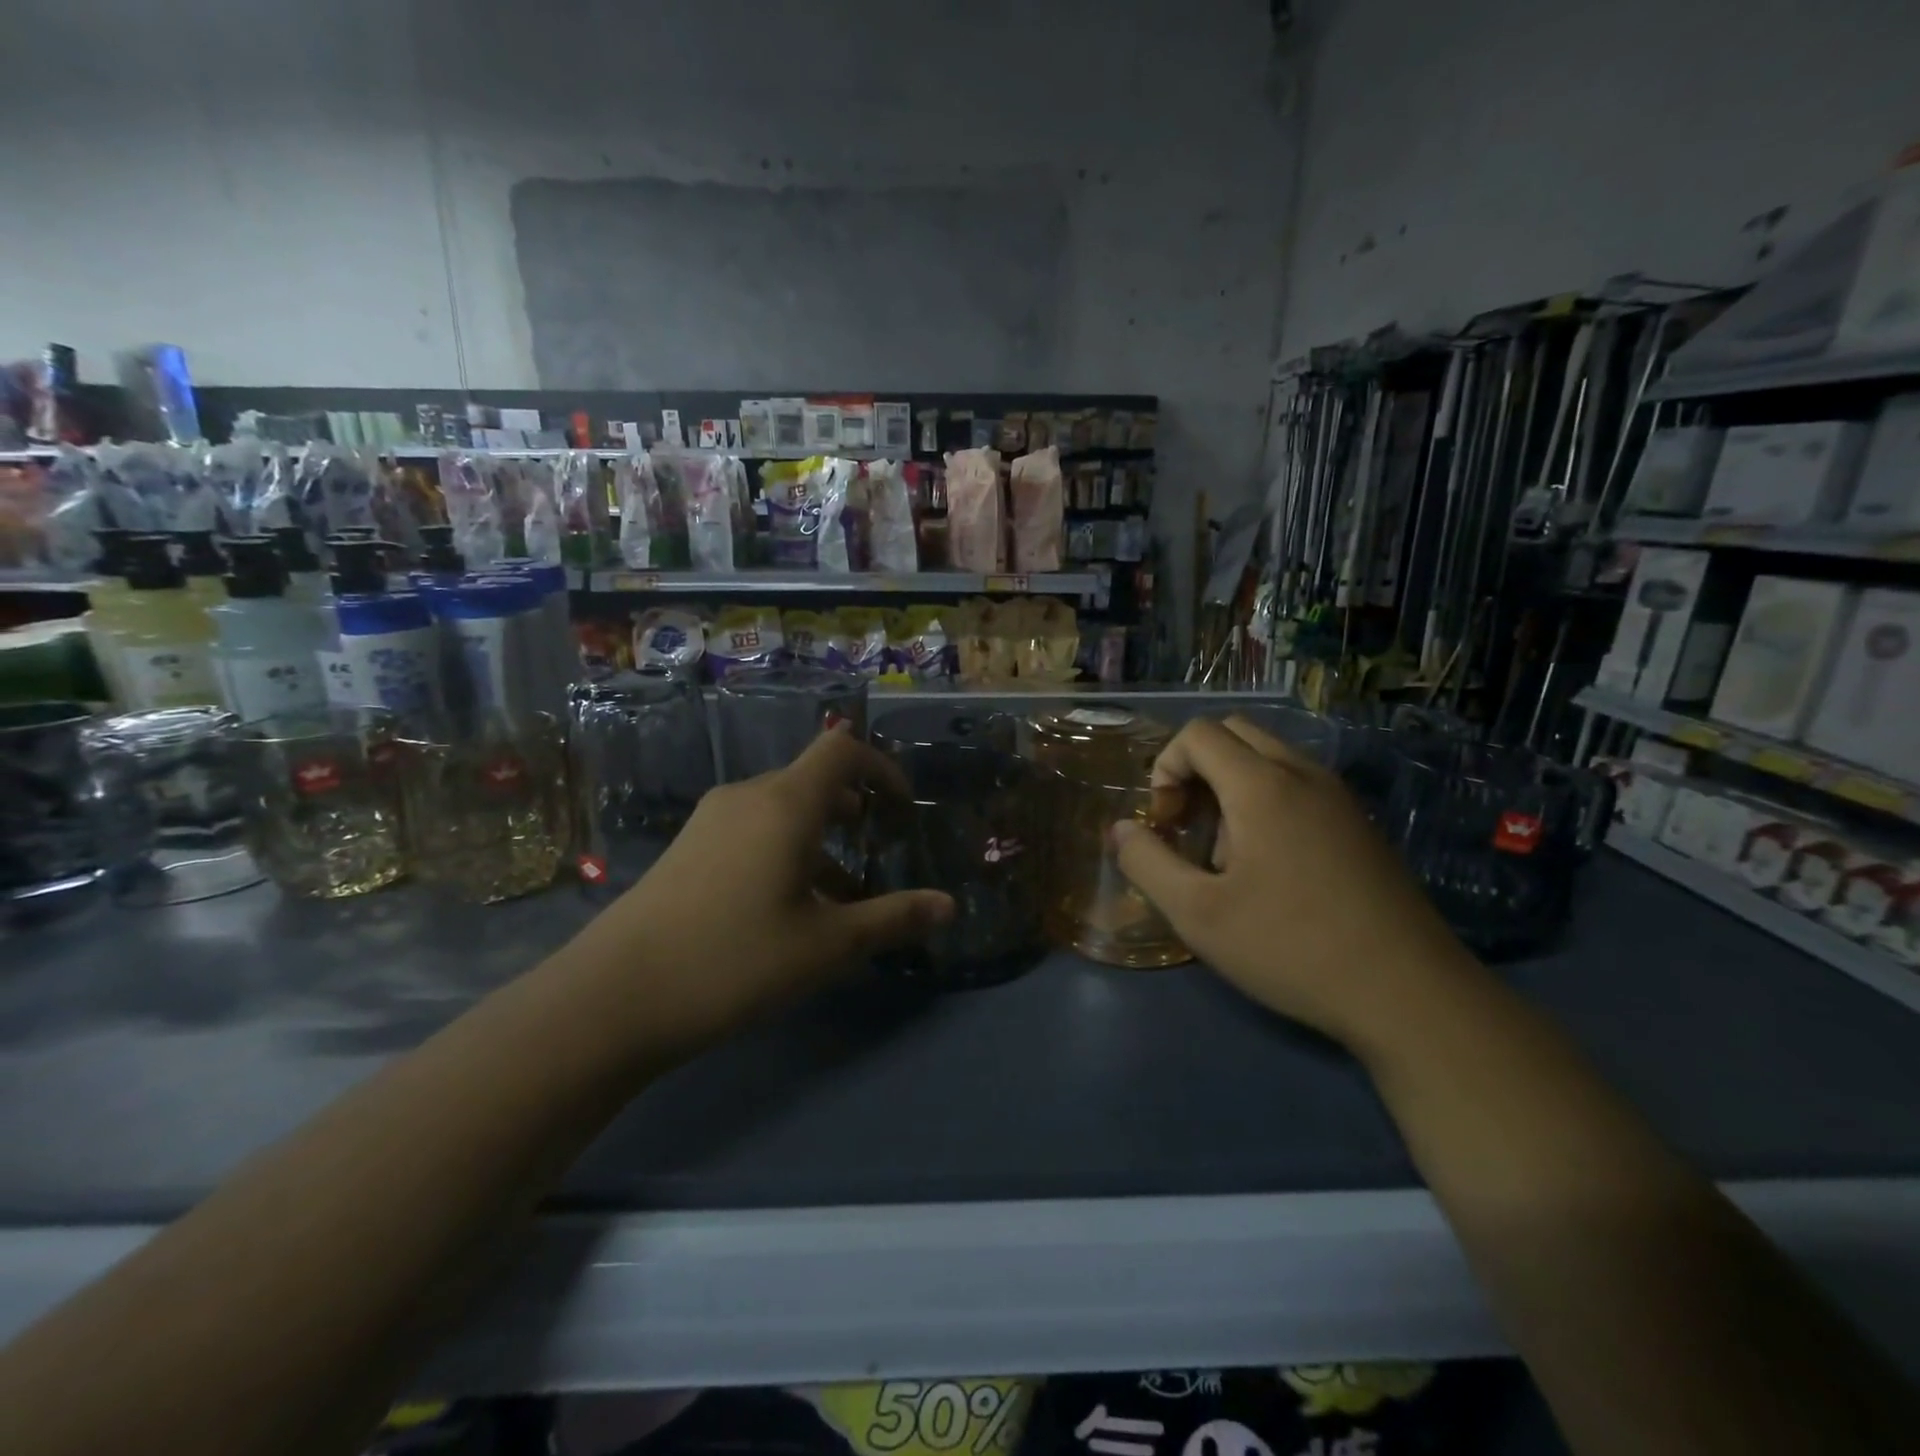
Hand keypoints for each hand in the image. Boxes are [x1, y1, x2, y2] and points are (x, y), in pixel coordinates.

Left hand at [560, 726, 953, 1054]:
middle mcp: (747, 796)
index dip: (881, 766)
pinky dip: (785, 849)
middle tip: (877, 846)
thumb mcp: (826, 946)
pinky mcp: (688, 848)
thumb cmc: (735, 959)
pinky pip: (752, 830)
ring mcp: (711, 821)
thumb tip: (950, 906)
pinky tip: (787, 907)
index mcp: (785, 803)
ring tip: (840, 891)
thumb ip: (893, 919)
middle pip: (813, 778)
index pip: (842, 748)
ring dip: (820, 836)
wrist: (615, 996)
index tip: (902, 807)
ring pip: (782, 809)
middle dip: (854, 806)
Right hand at [1112, 715, 1476, 1050]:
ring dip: (1231, 785)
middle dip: (1196, 768)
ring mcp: (1339, 798)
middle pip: (1234, 733)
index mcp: (1262, 786)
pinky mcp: (1359, 824)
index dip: (1165, 768)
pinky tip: (1270, 867)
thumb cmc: (1292, 948)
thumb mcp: (1198, 914)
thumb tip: (1120, 829)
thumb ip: (1147, 863)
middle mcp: (1303, 775)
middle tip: (1189, 826)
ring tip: (1226, 854)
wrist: (1410, 993)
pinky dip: (1266, 800)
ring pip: (1268, 757)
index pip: (1198, 734)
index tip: (1166, 823)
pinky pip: (1298, 784)